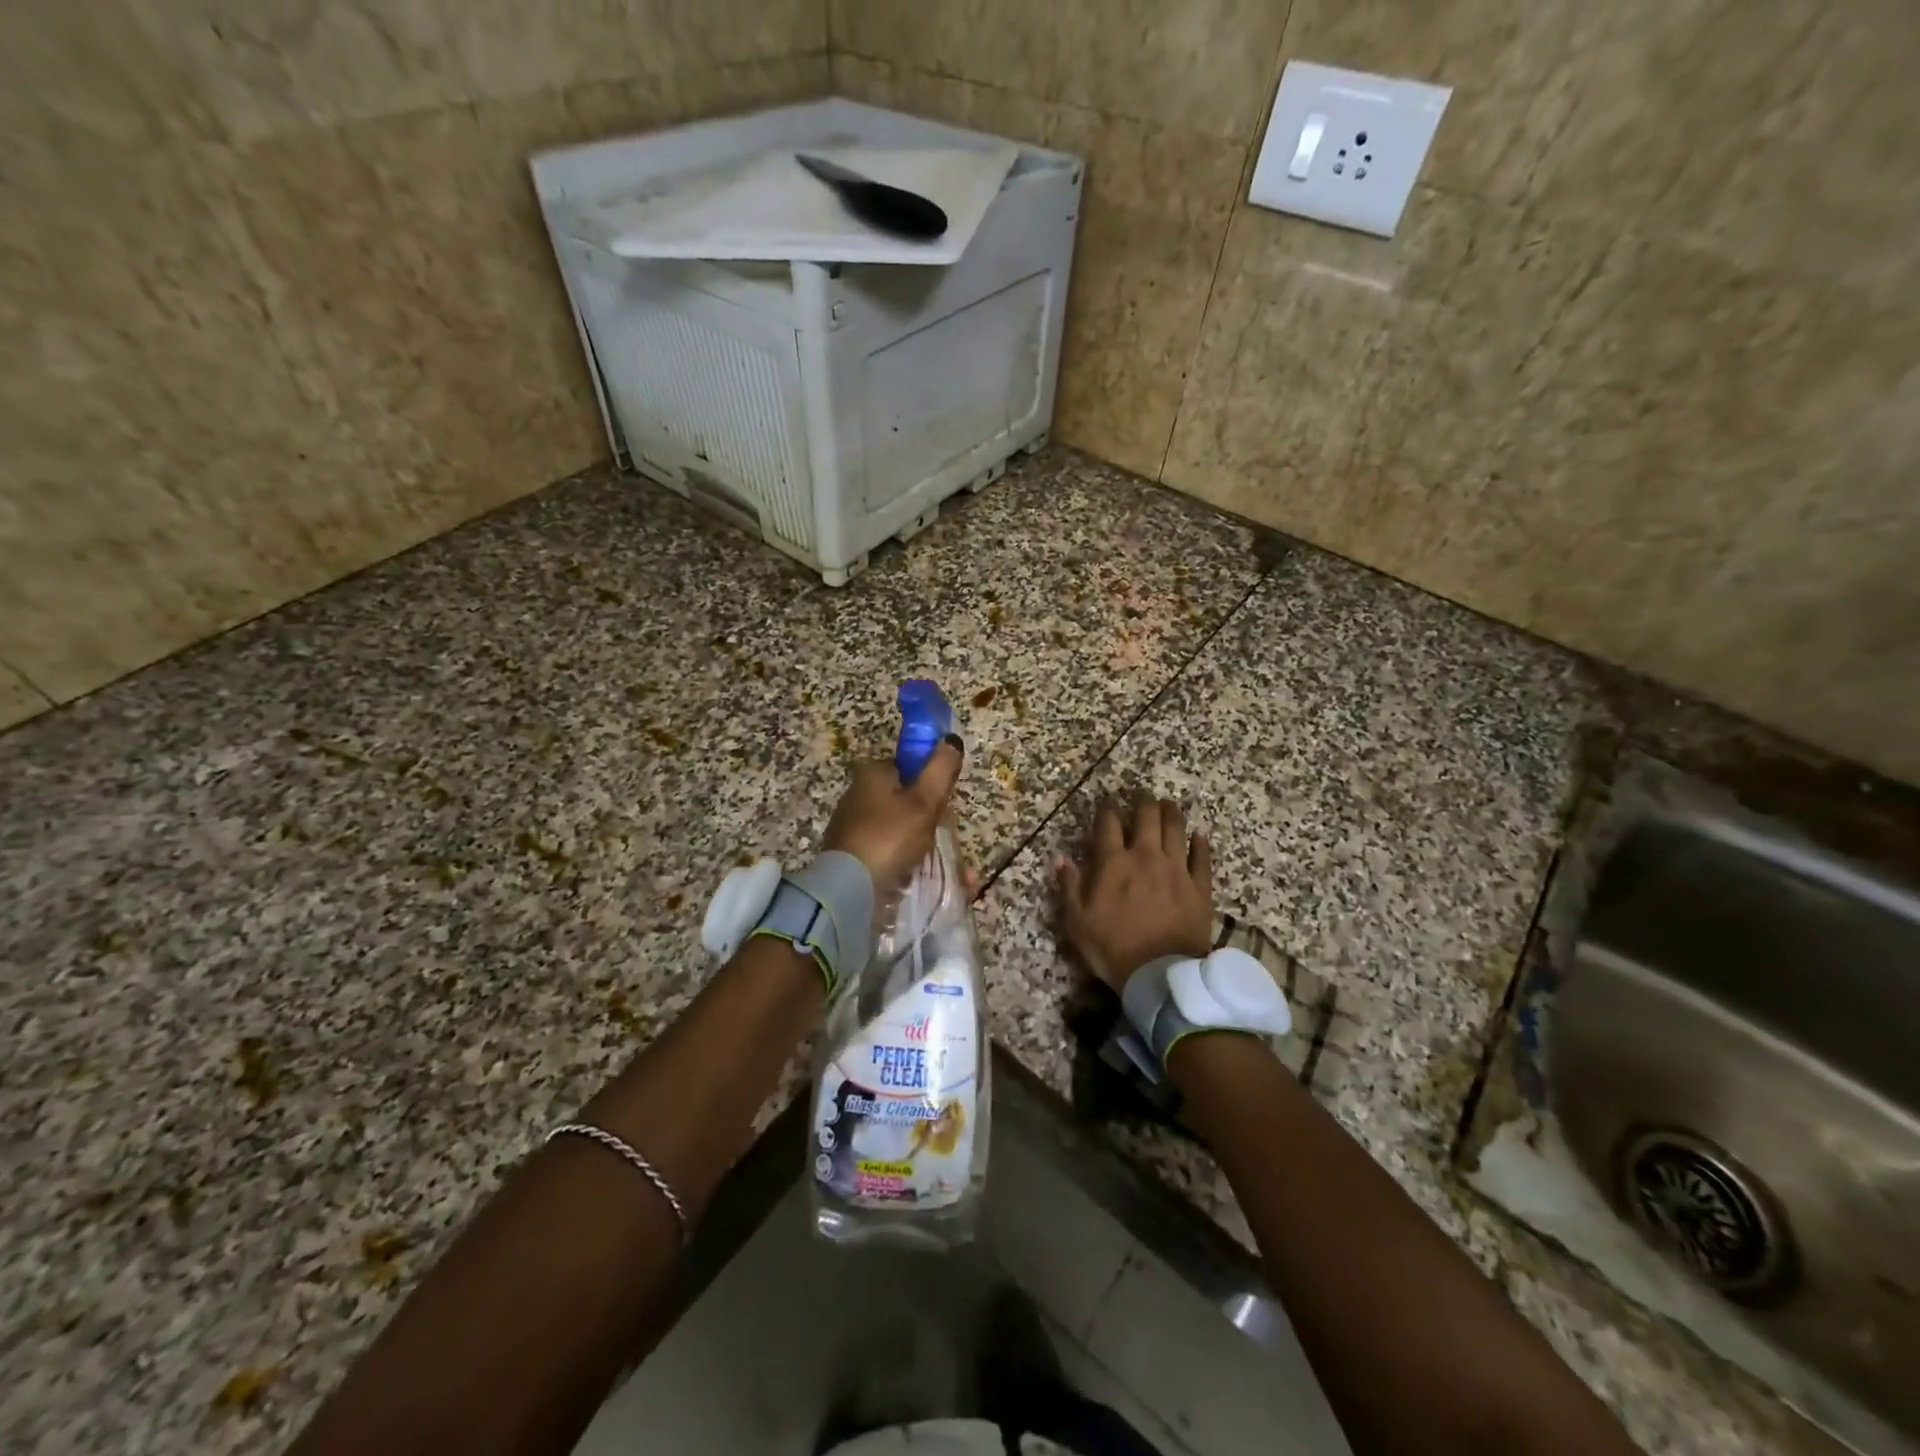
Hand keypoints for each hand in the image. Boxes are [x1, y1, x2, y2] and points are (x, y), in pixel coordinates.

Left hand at [821, 738, 964, 893]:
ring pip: (898, 829)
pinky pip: (887, 852)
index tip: (944, 805)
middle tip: (943, 840)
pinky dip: (905, 862)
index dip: (930, 783)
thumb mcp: (924, 801)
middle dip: (929, 819)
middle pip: (905, 799)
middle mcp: (857, 794)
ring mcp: (851, 825)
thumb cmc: (889, 837)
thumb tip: (951, 739)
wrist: (848, 888)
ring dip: (921, 845)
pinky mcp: (850, 853)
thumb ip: (940, 770)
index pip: (908, 766)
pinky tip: (921, 876)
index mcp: (871, 774)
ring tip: (943, 867)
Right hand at [1056, 797, 1213, 993]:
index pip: (1108, 824)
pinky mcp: (1200, 887)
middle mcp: (1145, 856)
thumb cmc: (1112, 949)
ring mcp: (1176, 869)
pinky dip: (1200, 843)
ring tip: (1168, 805)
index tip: (1106, 803)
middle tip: (1142, 796)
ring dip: (1171, 813)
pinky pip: (1202, 857)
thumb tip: (1059, 858)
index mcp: (1113, 863)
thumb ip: (1069, 886)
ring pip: (1176, 829)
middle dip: (1143, 802)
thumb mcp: (1077, 922)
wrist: (1161, 975)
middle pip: (1146, 817)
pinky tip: (1198, 835)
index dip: (1106, 809)